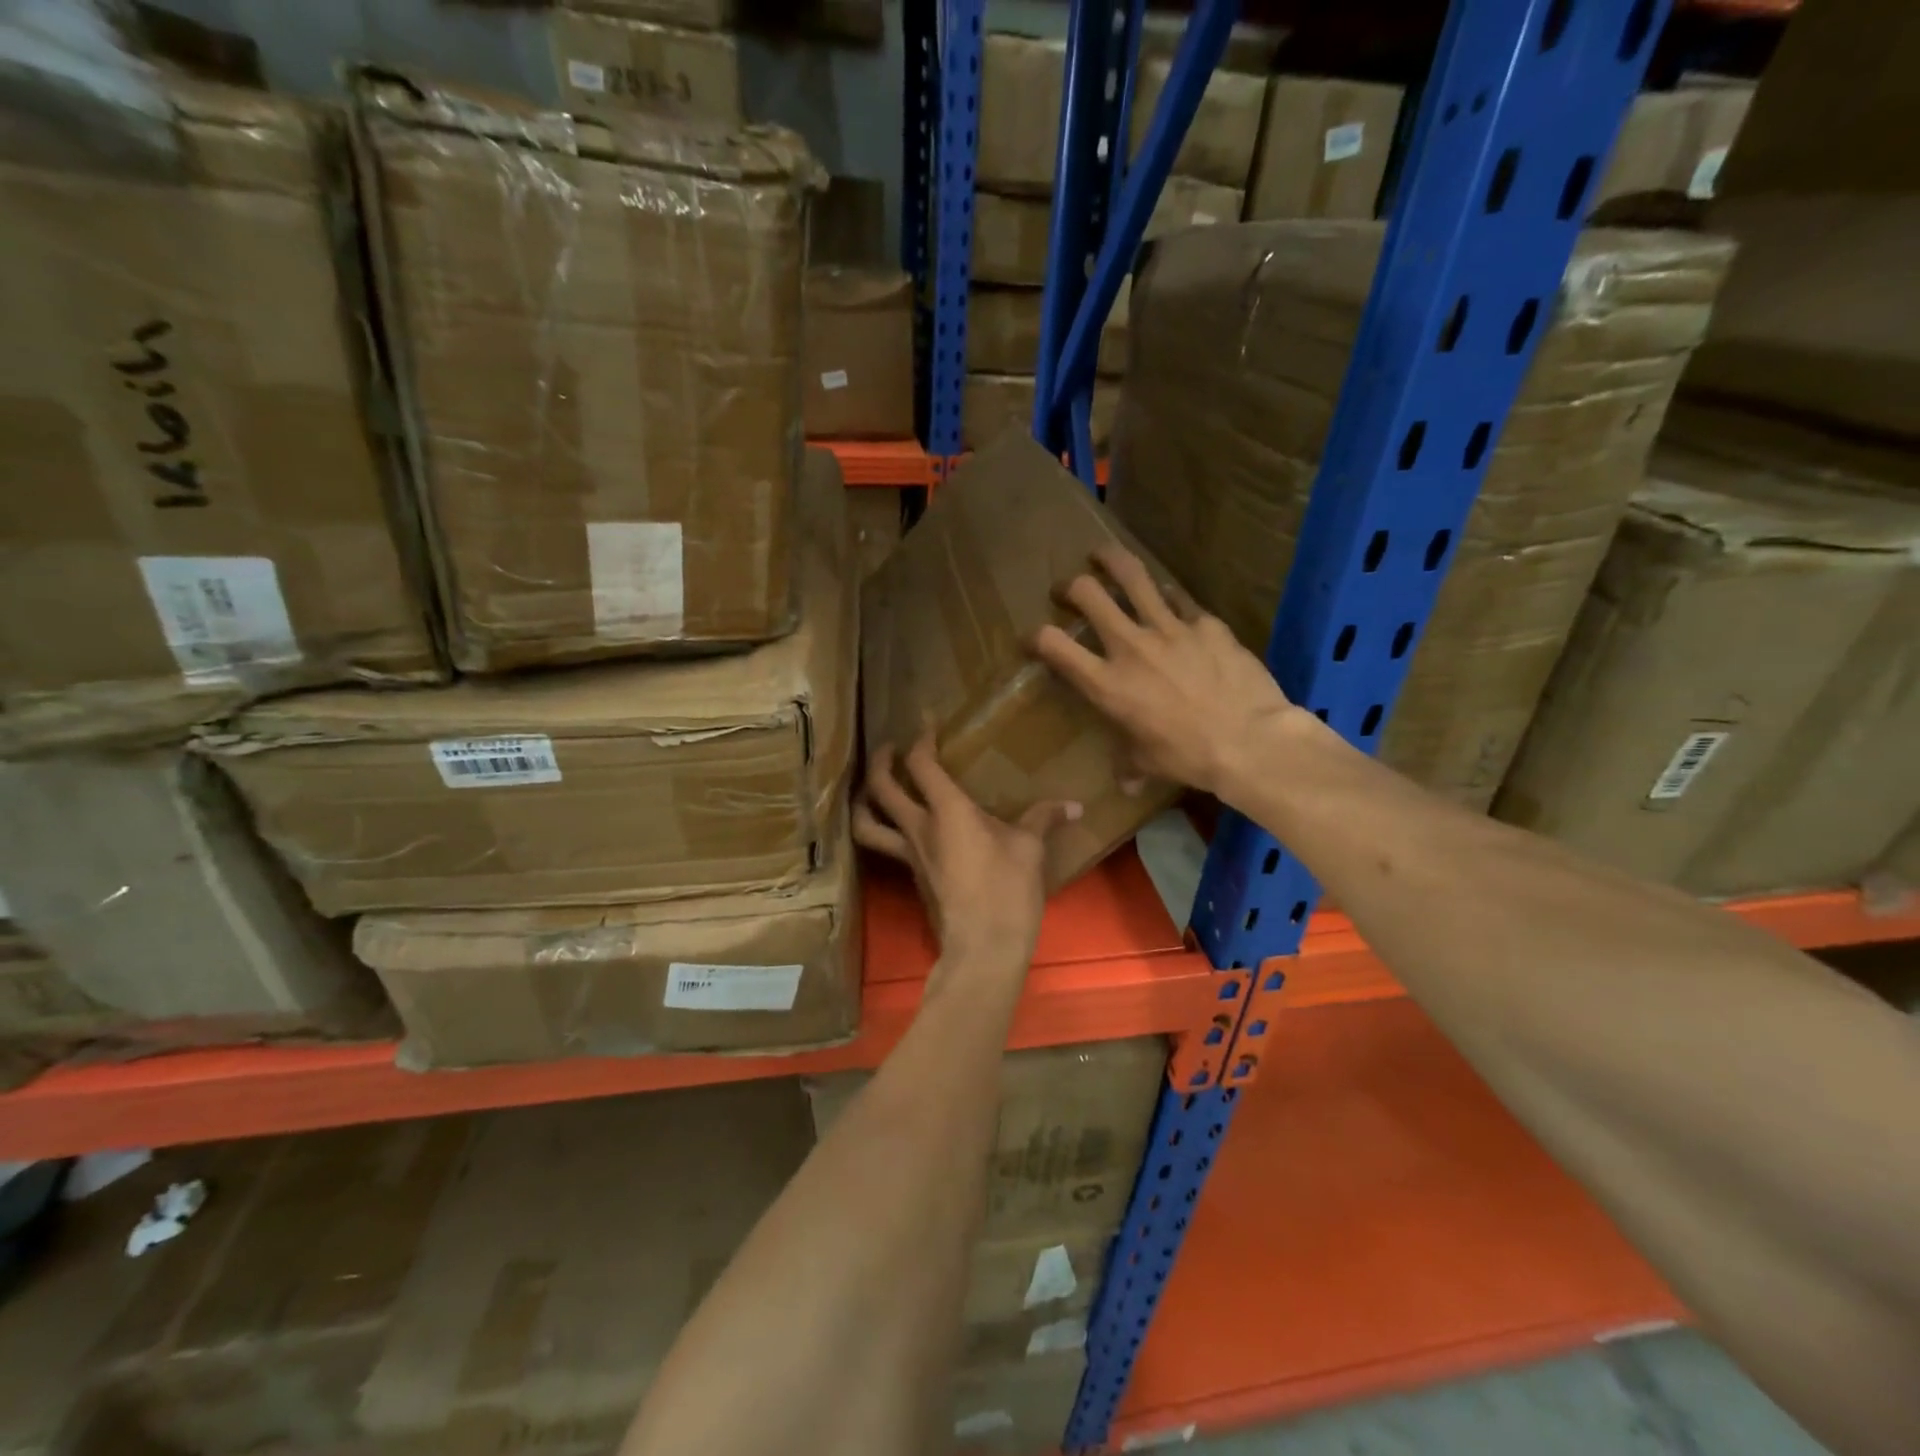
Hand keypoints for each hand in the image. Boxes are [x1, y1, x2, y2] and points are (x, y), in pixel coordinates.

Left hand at [852, 730, 1080, 969]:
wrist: (983, 947)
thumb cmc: (1007, 890)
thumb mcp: (1030, 849)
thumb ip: (1044, 819)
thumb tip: (1074, 806)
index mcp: (947, 811)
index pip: (921, 763)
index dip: (921, 737)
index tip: (926, 721)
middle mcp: (919, 828)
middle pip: (880, 787)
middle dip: (881, 760)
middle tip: (890, 747)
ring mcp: (910, 856)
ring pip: (868, 823)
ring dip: (864, 800)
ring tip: (874, 789)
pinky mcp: (913, 878)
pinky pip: (887, 846)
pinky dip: (885, 830)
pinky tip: (906, 831)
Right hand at [1032, 545, 1304, 800]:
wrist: (1250, 741)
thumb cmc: (1189, 757)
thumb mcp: (1148, 763)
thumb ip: (1129, 764)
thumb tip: (1125, 784)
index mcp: (1107, 683)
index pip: (1054, 645)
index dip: (1035, 637)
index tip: (1033, 639)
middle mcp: (1130, 646)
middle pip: (1088, 594)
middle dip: (1071, 586)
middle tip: (1069, 590)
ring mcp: (1170, 628)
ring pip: (1132, 576)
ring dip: (1111, 561)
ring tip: (1102, 555)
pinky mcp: (1206, 622)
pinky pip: (1180, 598)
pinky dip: (1168, 595)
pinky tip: (1168, 596)